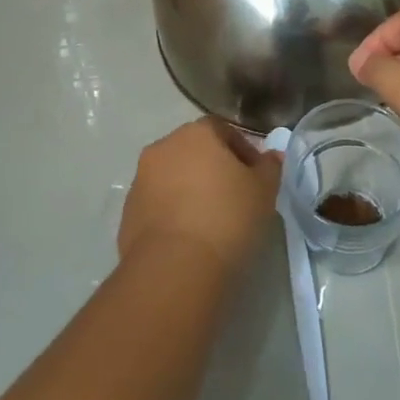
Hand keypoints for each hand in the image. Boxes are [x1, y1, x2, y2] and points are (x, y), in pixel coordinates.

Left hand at [118, 119, 281, 275]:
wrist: (174, 269)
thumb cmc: (226, 218)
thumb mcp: (263, 191)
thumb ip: (270, 168)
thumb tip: (272, 156)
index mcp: (196, 133)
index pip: (223, 130)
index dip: (242, 150)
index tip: (255, 177)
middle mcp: (163, 147)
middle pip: (194, 150)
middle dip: (213, 168)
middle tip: (235, 197)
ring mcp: (141, 180)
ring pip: (173, 177)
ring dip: (190, 190)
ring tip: (211, 221)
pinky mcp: (128, 213)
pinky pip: (157, 205)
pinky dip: (172, 213)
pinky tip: (189, 239)